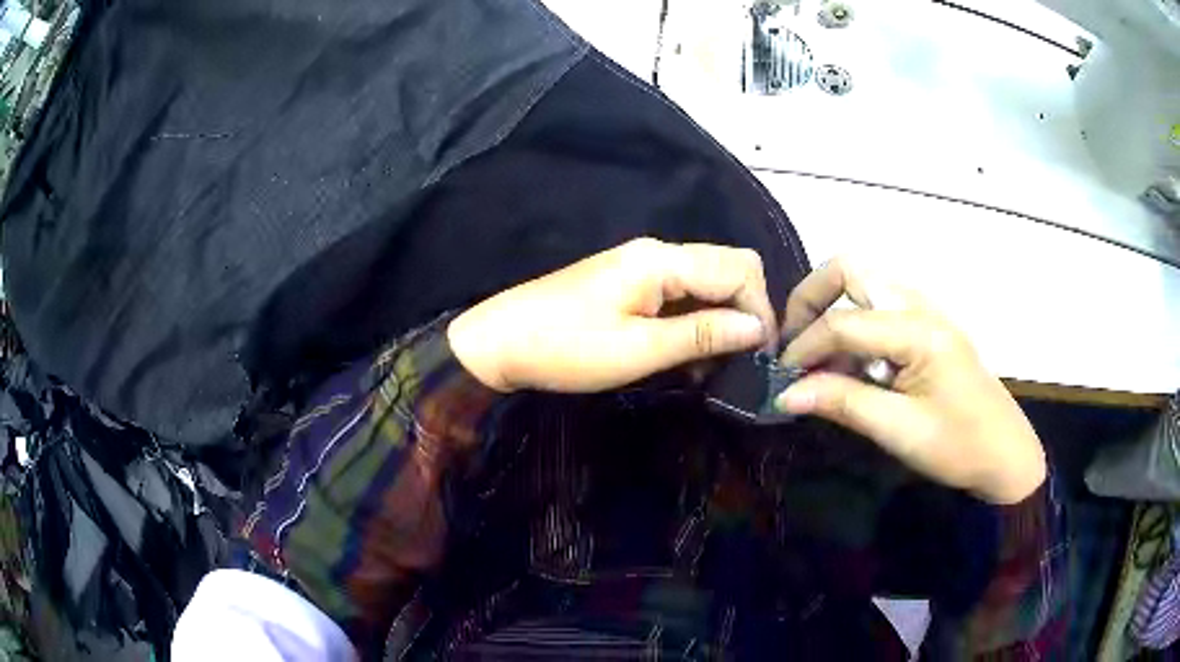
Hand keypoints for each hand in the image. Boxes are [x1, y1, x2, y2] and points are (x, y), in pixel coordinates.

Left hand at [448, 238, 775, 393]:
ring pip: (706, 283)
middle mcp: (658, 253)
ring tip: (712, 367)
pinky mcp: (630, 284)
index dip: (760, 311)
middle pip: (728, 269)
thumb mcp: (639, 349)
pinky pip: (680, 295)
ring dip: (719, 321)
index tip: (760, 358)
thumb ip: (702, 334)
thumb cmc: (566, 348)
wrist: (499, 343)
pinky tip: (687, 356)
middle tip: (739, 362)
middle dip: (745, 312)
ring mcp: (642, 266)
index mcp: (662, 260)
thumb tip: (758, 329)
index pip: (740, 269)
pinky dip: (694, 322)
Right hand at [775, 258, 1045, 503]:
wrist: (1004, 453)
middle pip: (850, 269)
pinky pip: (879, 305)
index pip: (843, 321)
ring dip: (832, 308)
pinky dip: (853, 323)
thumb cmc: (958, 446)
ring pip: (864, 282)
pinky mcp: (927, 324)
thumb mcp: (899, 430)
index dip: (803, 347)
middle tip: (794, 344)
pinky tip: (851, 364)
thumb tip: (784, 393)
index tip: (780, 380)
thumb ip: (842, 402)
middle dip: (810, 299)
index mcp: (918, 329)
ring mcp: (926, 310)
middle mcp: (920, 304)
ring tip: (818, 356)